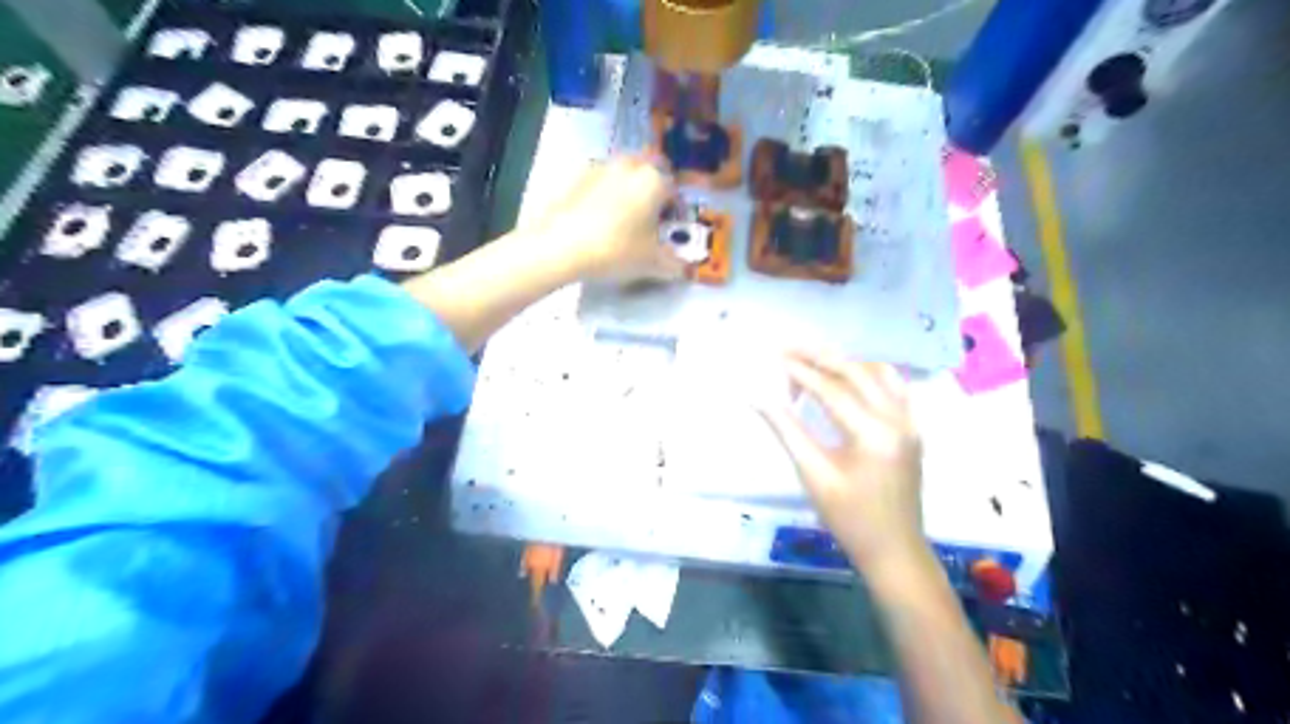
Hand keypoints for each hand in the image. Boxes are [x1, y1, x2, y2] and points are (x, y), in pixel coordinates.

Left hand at [525, 154, 690, 283]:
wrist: (560, 246)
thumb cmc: (615, 251)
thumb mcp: (651, 264)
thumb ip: (674, 265)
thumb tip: (685, 269)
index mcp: (654, 181)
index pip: (675, 192)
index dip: (676, 211)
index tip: (669, 229)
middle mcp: (630, 166)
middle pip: (649, 171)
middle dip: (653, 190)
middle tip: (649, 217)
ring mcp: (600, 168)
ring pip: (623, 174)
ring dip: (628, 189)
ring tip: (623, 219)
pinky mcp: (576, 177)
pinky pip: (600, 182)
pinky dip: (604, 195)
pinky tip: (598, 220)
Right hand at [757, 355, 927, 572]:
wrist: (894, 550)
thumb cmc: (849, 518)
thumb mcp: (813, 475)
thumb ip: (786, 431)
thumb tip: (757, 398)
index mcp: (874, 434)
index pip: (832, 390)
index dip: (800, 372)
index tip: (774, 357)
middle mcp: (898, 419)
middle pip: (856, 372)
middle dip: (820, 357)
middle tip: (788, 348)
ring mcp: (910, 422)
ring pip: (877, 374)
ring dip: (844, 363)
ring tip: (811, 363)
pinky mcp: (912, 428)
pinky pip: (893, 387)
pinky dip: (867, 375)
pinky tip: (846, 379)